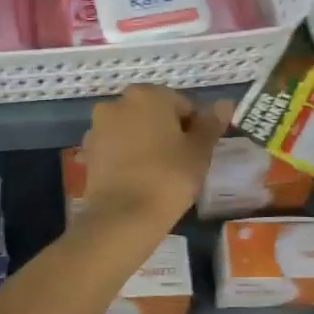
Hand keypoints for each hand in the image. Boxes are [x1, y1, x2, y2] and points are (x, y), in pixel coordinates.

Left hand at [78, 85, 231, 231]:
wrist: (122, 217)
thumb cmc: (169, 178)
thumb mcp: (199, 151)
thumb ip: (211, 124)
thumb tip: (225, 103)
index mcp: (147, 95)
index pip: (183, 105)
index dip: (195, 128)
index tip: (199, 152)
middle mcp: (117, 103)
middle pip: (154, 114)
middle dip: (168, 133)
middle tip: (182, 163)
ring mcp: (98, 127)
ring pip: (134, 130)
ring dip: (147, 143)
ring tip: (160, 174)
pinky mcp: (88, 152)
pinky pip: (117, 148)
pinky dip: (129, 157)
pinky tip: (140, 179)